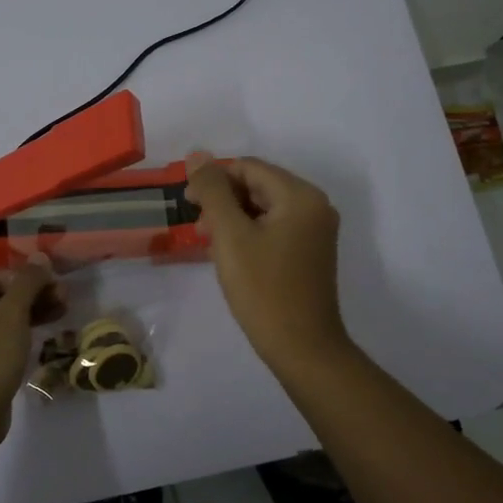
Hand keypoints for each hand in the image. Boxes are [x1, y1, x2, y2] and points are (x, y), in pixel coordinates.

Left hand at [0, 255, 64, 445]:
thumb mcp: (12, 314)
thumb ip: (28, 282)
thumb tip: (40, 257)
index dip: (30, 279)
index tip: (58, 286)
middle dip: (34, 297)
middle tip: (64, 300)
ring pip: (1, 319)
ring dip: (31, 314)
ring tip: (61, 314)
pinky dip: (19, 333)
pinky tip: (42, 334)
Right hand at [185, 154, 349, 370]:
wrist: (302, 347)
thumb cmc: (263, 289)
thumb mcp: (230, 235)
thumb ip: (213, 191)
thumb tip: (198, 155)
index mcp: (300, 196)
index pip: (249, 168)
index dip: (214, 179)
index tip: (187, 202)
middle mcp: (315, 206)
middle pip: (259, 185)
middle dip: (224, 199)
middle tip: (197, 226)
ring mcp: (315, 230)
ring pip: (264, 207)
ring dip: (233, 217)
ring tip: (209, 242)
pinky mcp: (310, 252)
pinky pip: (275, 227)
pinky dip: (249, 232)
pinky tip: (230, 253)